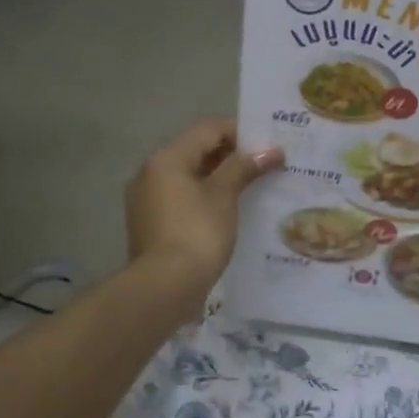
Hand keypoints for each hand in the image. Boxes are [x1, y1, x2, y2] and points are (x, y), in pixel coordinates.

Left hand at [125, 119, 282, 305]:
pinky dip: (205, 199)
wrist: (165, 287)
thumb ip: (244, 168)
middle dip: (231, 156)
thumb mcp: (224, 196)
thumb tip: (271, 151)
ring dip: (219, 178)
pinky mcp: (151, 225)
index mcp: (167, 158)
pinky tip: (229, 212)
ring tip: (252, 188)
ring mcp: (147, 200)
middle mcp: (150, 173)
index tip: (268, 144)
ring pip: (189, 177)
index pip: (207, 129)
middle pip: (196, 151)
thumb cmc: (197, 233)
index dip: (241, 132)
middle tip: (265, 165)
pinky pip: (182, 200)